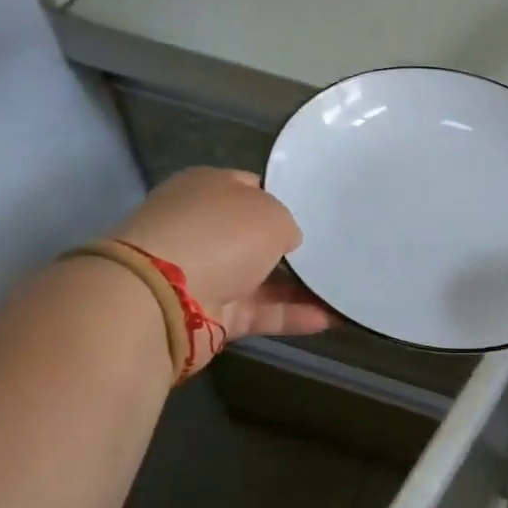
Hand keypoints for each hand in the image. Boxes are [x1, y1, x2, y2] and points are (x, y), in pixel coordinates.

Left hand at [110, 168, 331, 374]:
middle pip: (256, 236)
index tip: (318, 214)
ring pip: (262, 278)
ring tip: (343, 289)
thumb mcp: (271, 213)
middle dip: (293, 246)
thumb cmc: (219, 235)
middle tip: (337, 251)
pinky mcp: (211, 315)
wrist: (164, 297)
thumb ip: (287, 225)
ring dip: (300, 286)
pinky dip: (292, 315)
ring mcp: (205, 273)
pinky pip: (260, 312)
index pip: (252, 189)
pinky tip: (331, 318)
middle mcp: (203, 228)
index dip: (285, 199)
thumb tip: (286, 242)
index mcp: (208, 189)